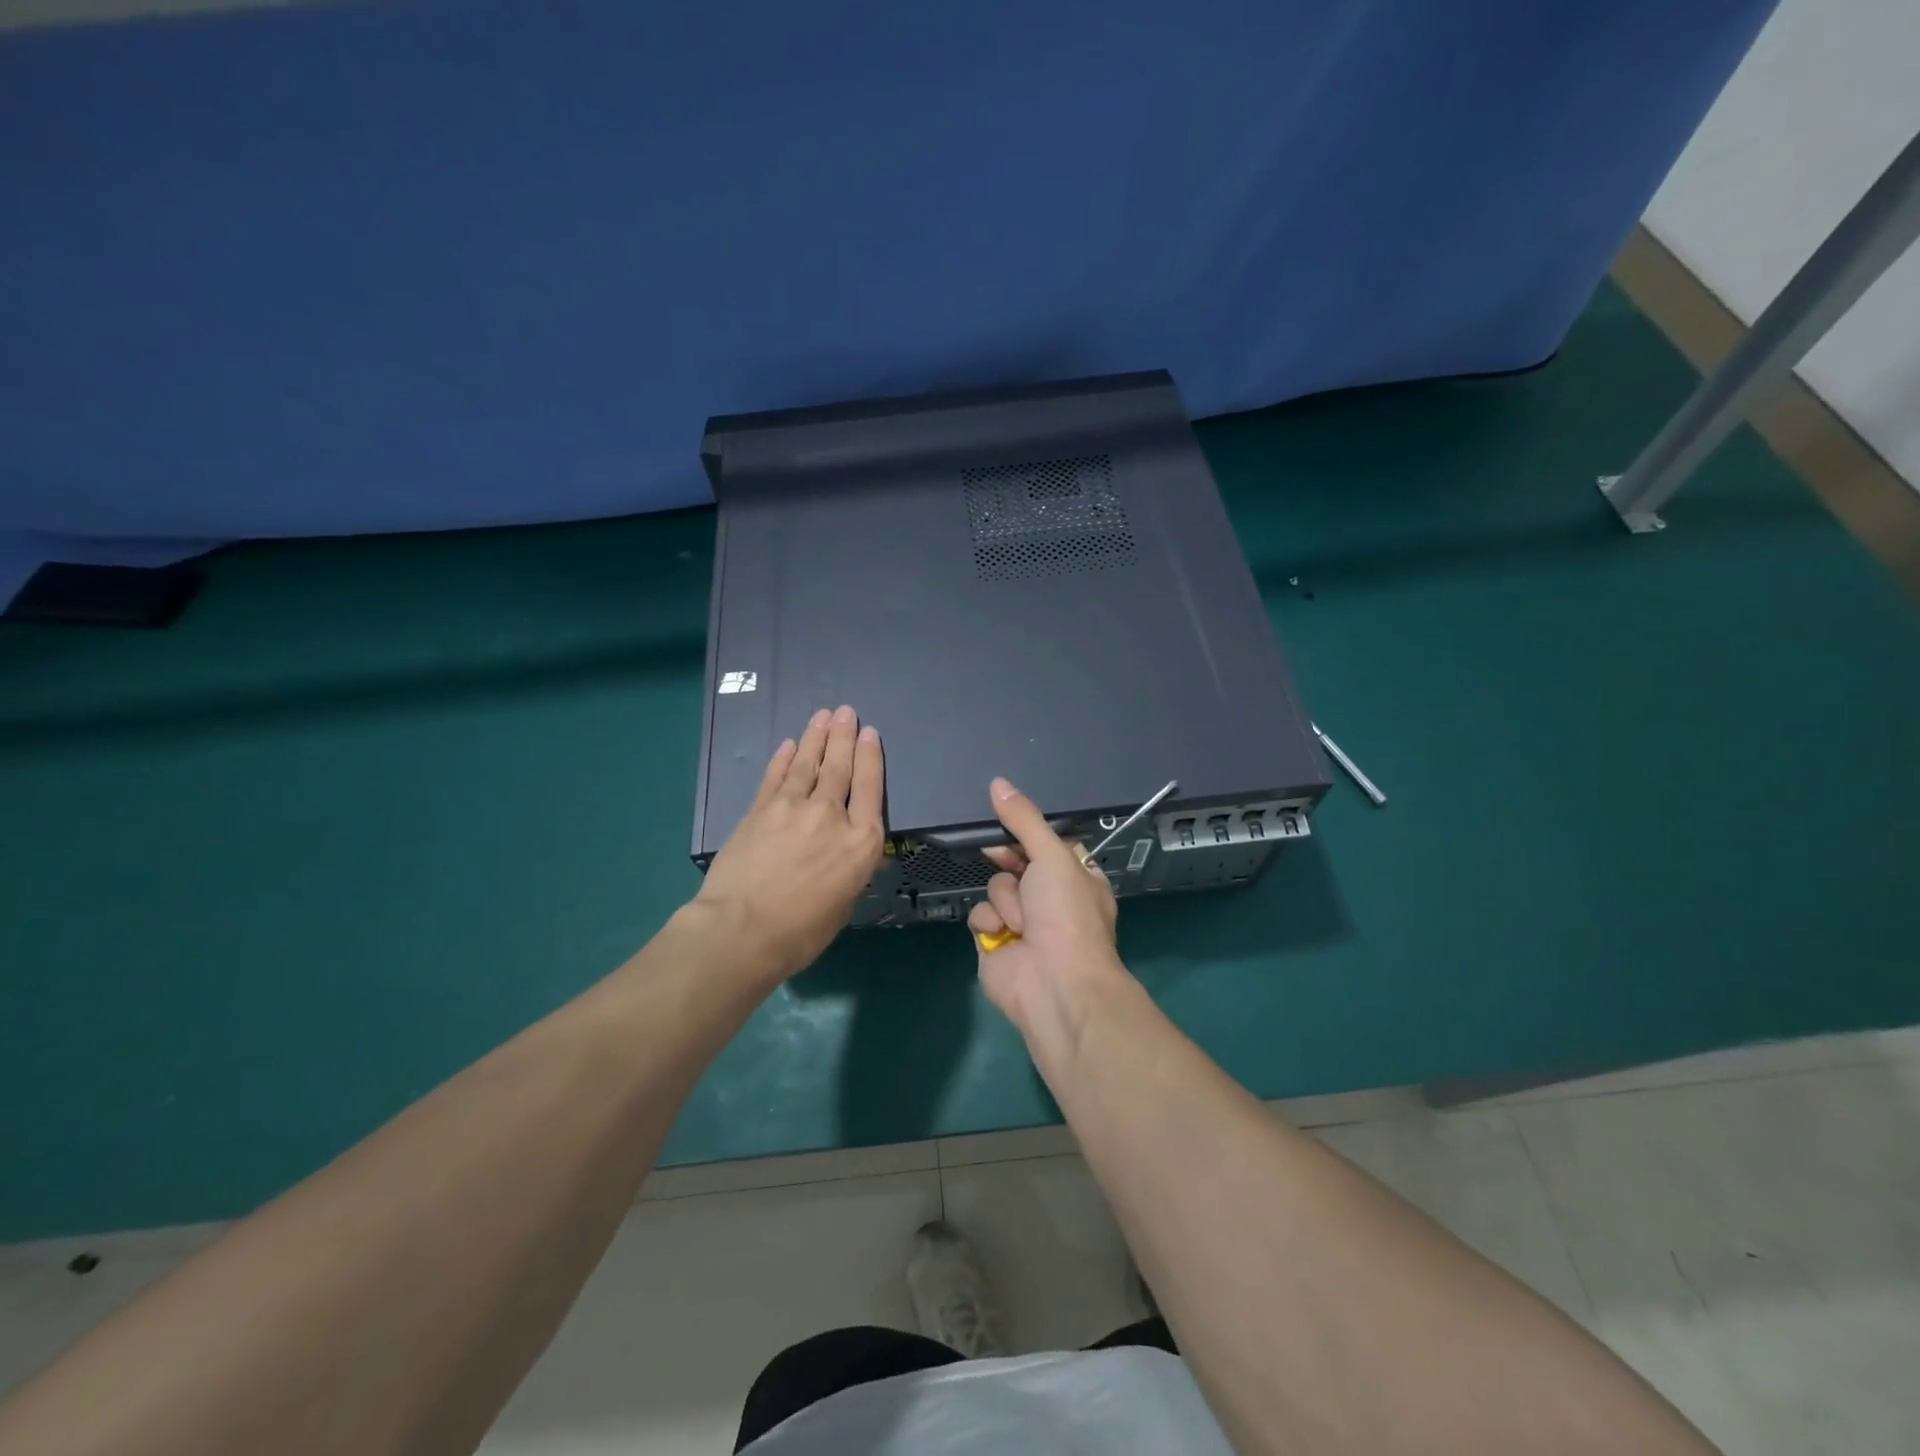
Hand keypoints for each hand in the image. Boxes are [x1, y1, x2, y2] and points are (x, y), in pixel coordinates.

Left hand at [695, 706, 885, 980]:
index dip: (870, 756)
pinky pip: (775, 777)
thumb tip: (854, 855)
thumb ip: (852, 872)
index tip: (869, 733)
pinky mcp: (760, 811)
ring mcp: (792, 808)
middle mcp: (831, 815)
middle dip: (844, 736)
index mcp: (861, 841)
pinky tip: (789, 745)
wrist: (741, 930)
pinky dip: (783, 759)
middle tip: (846, 712)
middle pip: (840, 767)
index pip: (869, 787)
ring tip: (823, 716)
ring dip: (816, 738)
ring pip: (807, 764)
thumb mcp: (844, 905)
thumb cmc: (802, 931)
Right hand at [966, 778, 1129, 1044]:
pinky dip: (990, 923)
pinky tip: (1003, 936)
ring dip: (1006, 901)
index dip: (1029, 835)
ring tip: (1021, 922)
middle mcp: (1050, 901)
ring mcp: (1021, 923)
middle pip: (1016, 864)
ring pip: (996, 887)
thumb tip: (998, 782)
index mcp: (1077, 879)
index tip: (1011, 821)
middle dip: (1011, 865)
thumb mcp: (1052, 855)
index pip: (1047, 845)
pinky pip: (980, 915)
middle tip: (1004, 857)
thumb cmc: (1066, 914)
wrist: (1054, 982)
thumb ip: (1024, 819)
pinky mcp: (995, 943)